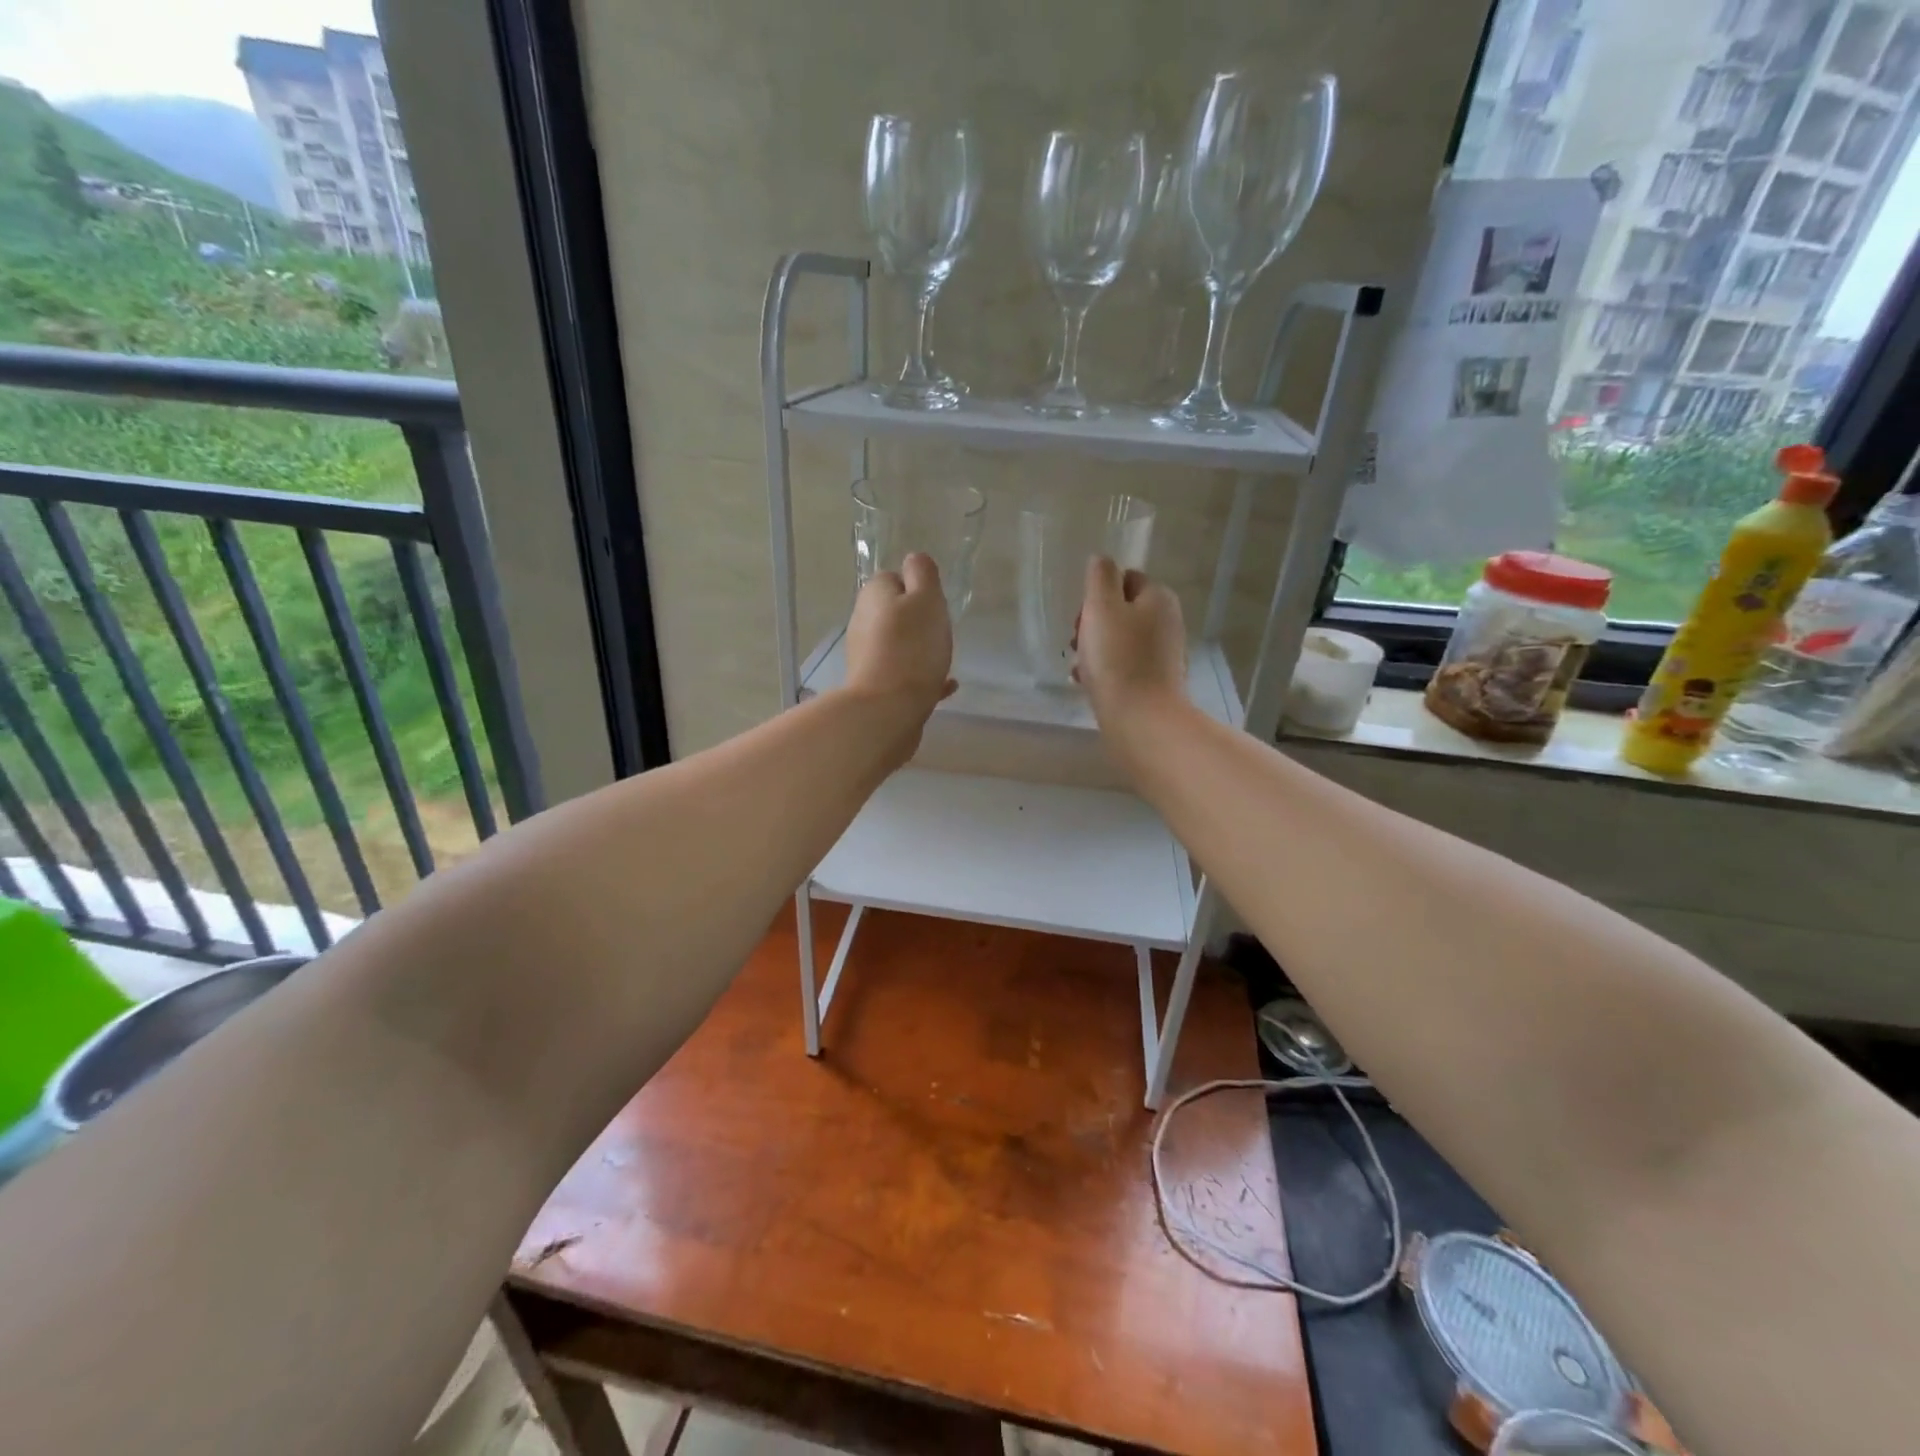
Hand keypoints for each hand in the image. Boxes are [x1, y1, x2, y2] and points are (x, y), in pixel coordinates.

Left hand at [842, 552, 956, 718]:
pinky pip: (903, 675)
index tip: (935, 604)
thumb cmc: (912, 647)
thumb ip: (923, 575)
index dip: (916, 588)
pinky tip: (946, 686)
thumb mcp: (926, 599)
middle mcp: (863, 623)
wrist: (887, 710)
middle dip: (917, 620)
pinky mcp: (875, 686)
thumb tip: (914, 560)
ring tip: (943, 659)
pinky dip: (922, 676)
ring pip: (897, 644)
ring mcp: (866, 656)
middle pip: (893, 613)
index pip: (892, 578)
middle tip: (941, 631)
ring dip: (918, 649)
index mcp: (874, 596)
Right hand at [1073, 556, 1186, 730]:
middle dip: (1093, 623)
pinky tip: (1087, 684)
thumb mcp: (1102, 607)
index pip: (1125, 578)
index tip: (1081, 616)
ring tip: (1077, 666)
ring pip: (1119, 640)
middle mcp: (1166, 622)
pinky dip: (1104, 670)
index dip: (1097, 593)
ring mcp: (1162, 654)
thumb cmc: (1118, 659)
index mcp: (1158, 597)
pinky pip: (1123, 666)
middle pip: (1121, 610)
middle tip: (1075, 641)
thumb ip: (1100, 577)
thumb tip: (1101, 560)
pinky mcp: (1154, 682)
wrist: (1141, 720)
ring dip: (1094, 649)